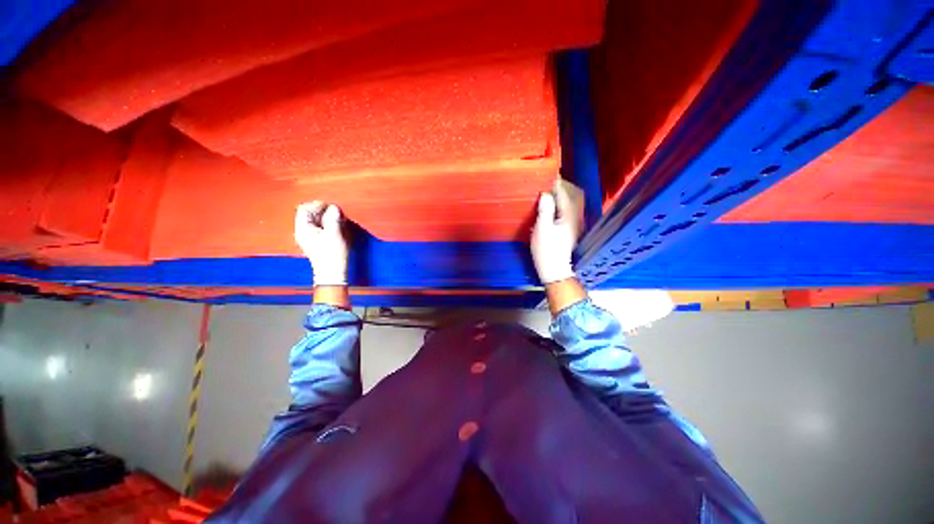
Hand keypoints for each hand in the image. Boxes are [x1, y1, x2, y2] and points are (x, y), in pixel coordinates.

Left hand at [295, 201, 348, 285]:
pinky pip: (320, 227)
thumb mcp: (334, 233)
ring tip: (337, 219)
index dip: (318, 205)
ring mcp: (309, 237)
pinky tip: (336, 226)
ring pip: (315, 220)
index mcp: (303, 229)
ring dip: (326, 217)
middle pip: (309, 213)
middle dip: (323, 211)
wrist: (332, 273)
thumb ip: (333, 218)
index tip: (331, 207)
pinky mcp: (316, 241)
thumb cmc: (332, 255)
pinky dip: (327, 224)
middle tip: (336, 213)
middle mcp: (303, 231)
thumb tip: (333, 207)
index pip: (304, 209)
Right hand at [531, 179, 583, 284]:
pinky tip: (554, 204)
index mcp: (570, 216)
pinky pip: (572, 208)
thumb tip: (546, 194)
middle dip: (564, 185)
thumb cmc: (546, 250)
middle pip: (576, 194)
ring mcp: (576, 223)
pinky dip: (565, 201)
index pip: (566, 193)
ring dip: (565, 193)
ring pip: (575, 201)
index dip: (557, 183)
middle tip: (550, 182)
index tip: (547, 176)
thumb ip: (545, 210)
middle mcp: (577, 217)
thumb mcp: (542, 229)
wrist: (554, 269)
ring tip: (551, 191)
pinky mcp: (572, 228)